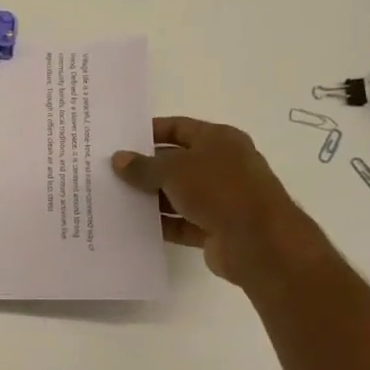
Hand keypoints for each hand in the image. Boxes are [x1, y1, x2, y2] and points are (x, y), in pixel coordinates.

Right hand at [112, 117, 323, 285]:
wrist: (259, 242)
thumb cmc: (219, 190)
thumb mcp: (174, 170)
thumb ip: (143, 166)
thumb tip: (119, 159)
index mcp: (219, 140)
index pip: (179, 127)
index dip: (150, 131)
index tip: (120, 140)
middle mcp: (222, 165)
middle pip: (176, 162)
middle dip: (146, 167)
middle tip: (110, 172)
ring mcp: (220, 198)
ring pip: (177, 194)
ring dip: (151, 198)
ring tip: (115, 199)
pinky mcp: (215, 228)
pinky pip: (181, 222)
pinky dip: (161, 224)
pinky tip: (133, 225)